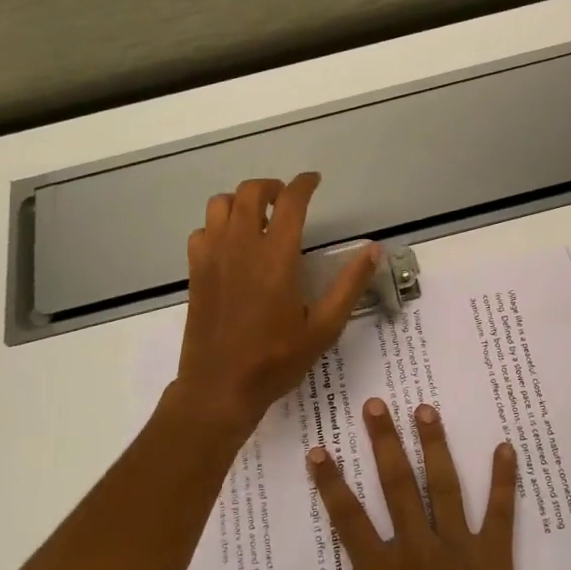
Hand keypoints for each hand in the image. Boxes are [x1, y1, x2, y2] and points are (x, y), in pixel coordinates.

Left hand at [172, 173, 378, 432]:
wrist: (219, 388)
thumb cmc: (275, 360)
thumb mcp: (323, 328)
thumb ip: (349, 285)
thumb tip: (374, 250)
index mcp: (275, 256)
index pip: (290, 201)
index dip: (304, 184)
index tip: (314, 181)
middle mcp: (241, 246)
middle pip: (250, 191)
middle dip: (272, 186)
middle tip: (287, 200)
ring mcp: (212, 256)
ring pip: (220, 204)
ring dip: (241, 201)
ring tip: (257, 217)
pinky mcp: (195, 271)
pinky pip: (202, 230)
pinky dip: (218, 226)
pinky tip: (231, 245)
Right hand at [267, 399, 533, 569]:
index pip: (348, 517)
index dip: (330, 482)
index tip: (318, 449)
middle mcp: (418, 552)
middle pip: (397, 485)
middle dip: (384, 441)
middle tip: (376, 404)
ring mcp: (460, 553)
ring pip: (445, 486)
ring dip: (434, 445)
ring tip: (425, 409)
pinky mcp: (495, 562)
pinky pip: (501, 513)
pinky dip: (505, 480)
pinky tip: (506, 447)